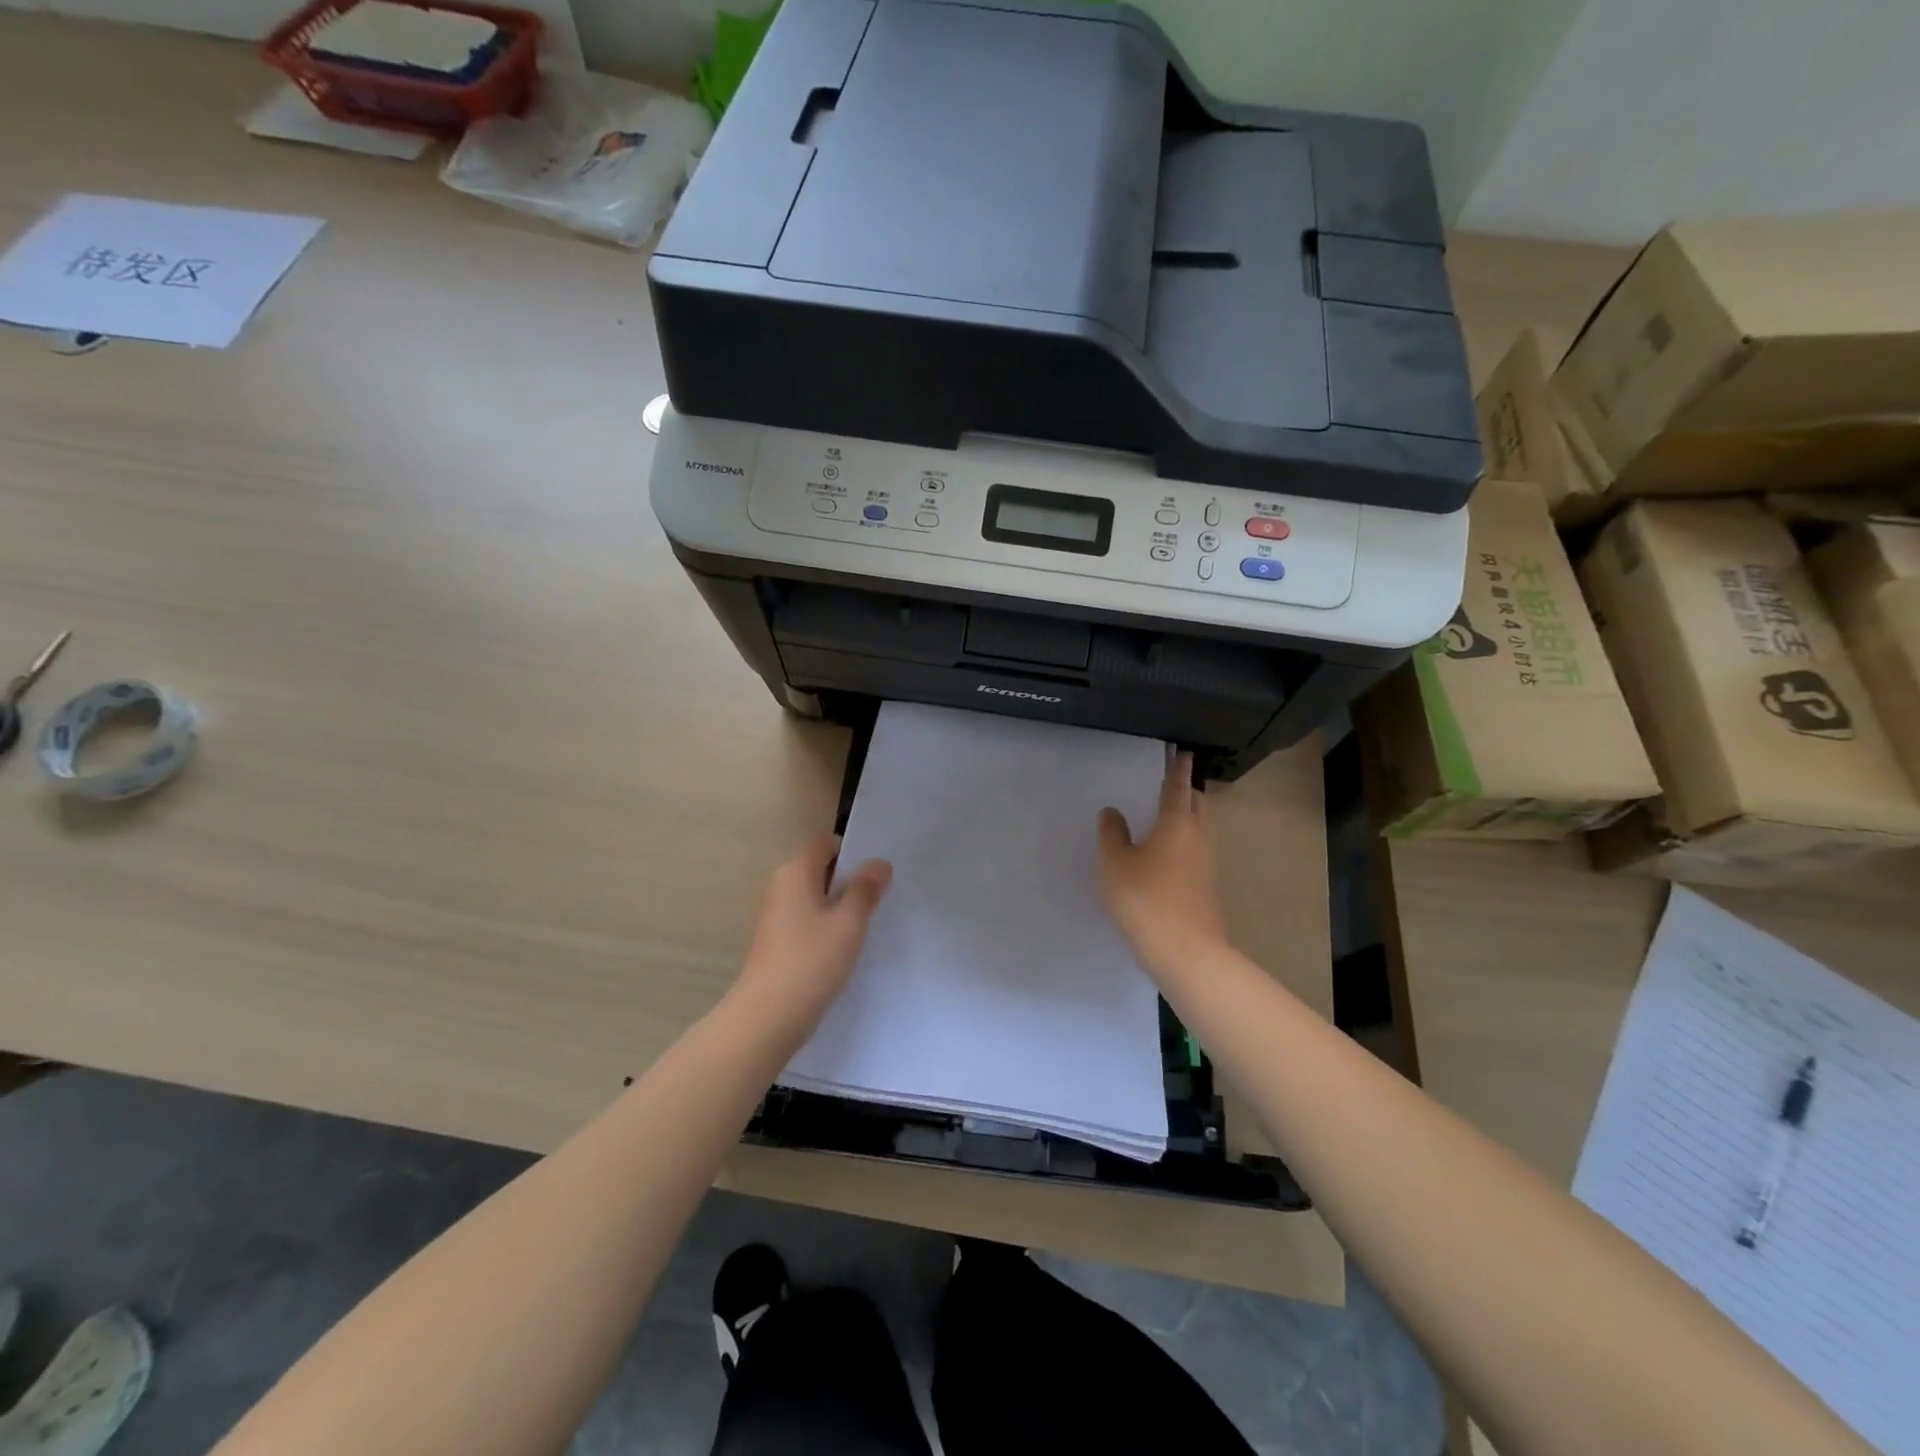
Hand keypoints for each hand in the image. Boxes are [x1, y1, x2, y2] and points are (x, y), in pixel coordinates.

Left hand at [734, 834, 892, 1030]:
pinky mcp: (775, 941)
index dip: (850, 852)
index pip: (824, 844)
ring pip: (814, 898)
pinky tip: (843, 948)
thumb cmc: (811, 960)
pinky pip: (806, 921)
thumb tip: (878, 864)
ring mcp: (774, 915)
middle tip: (879, 899)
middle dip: (848, 881)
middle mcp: (780, 887)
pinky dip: (825, 927)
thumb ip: (866, 889)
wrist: (768, 1016)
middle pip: (819, 870)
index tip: (875, 874)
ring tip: (866, 926)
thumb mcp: (849, 922)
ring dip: (838, 907)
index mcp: (795, 872)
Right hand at [1096, 751, 1229, 971]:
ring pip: (1198, 830)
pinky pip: (1193, 854)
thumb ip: (1111, 834)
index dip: (1178, 768)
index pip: (1178, 786)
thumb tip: (1112, 813)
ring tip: (1162, 818)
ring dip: (1185, 819)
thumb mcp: (1115, 863)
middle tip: (1171, 784)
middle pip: (1197, 805)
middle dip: (1187, 791)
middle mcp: (1197, 838)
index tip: (1182, 752)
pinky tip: (1161, 857)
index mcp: (1176, 823)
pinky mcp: (1204, 888)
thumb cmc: (1145, 899)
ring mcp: (1205, 865)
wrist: (1186, 952)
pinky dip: (1181, 844)